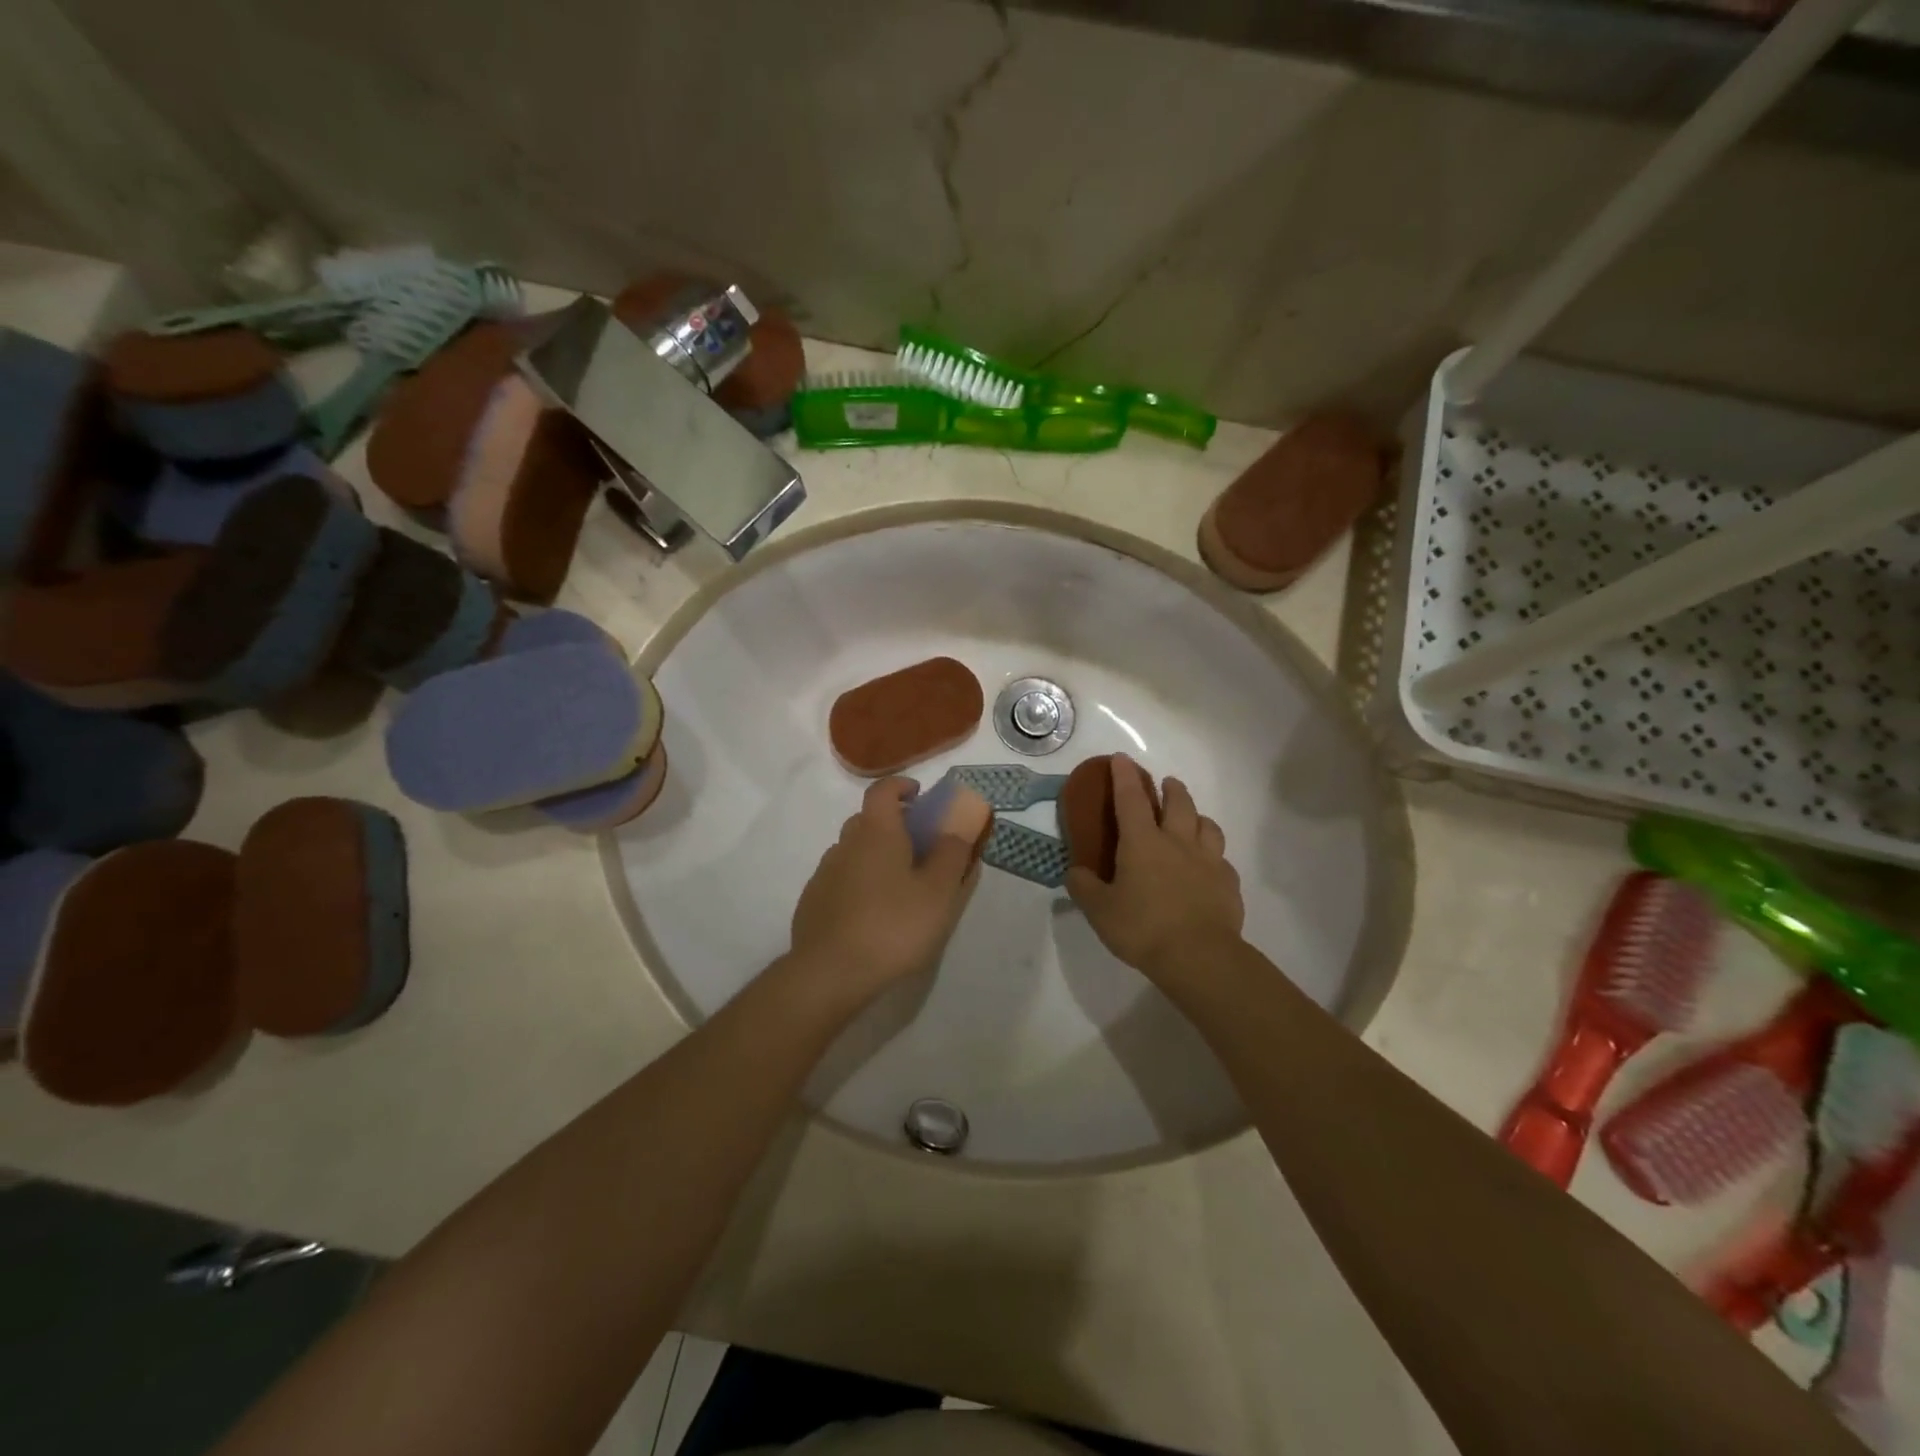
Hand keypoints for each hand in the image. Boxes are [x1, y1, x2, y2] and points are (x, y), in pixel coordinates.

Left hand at [789, 778, 980, 1008]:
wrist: (830, 974)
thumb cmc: (893, 926)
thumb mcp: (938, 891)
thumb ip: (953, 851)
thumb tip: (962, 817)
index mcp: (876, 832)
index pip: (884, 790)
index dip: (902, 786)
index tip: (920, 796)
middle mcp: (845, 844)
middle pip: (868, 820)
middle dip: (894, 824)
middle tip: (920, 847)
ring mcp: (824, 873)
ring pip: (853, 851)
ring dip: (876, 855)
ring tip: (899, 886)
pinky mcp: (813, 902)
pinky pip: (841, 879)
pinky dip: (859, 882)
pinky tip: (872, 912)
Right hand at [1066, 754, 1243, 981]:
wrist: (1199, 957)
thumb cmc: (1143, 928)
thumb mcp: (1099, 911)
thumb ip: (1084, 887)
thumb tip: (1075, 873)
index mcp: (1142, 842)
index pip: (1131, 799)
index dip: (1124, 776)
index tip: (1121, 758)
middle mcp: (1177, 842)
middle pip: (1178, 803)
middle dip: (1170, 788)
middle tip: (1165, 785)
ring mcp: (1208, 861)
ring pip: (1207, 825)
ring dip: (1196, 815)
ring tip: (1191, 820)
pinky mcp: (1228, 883)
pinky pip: (1222, 859)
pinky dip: (1213, 855)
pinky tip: (1208, 867)